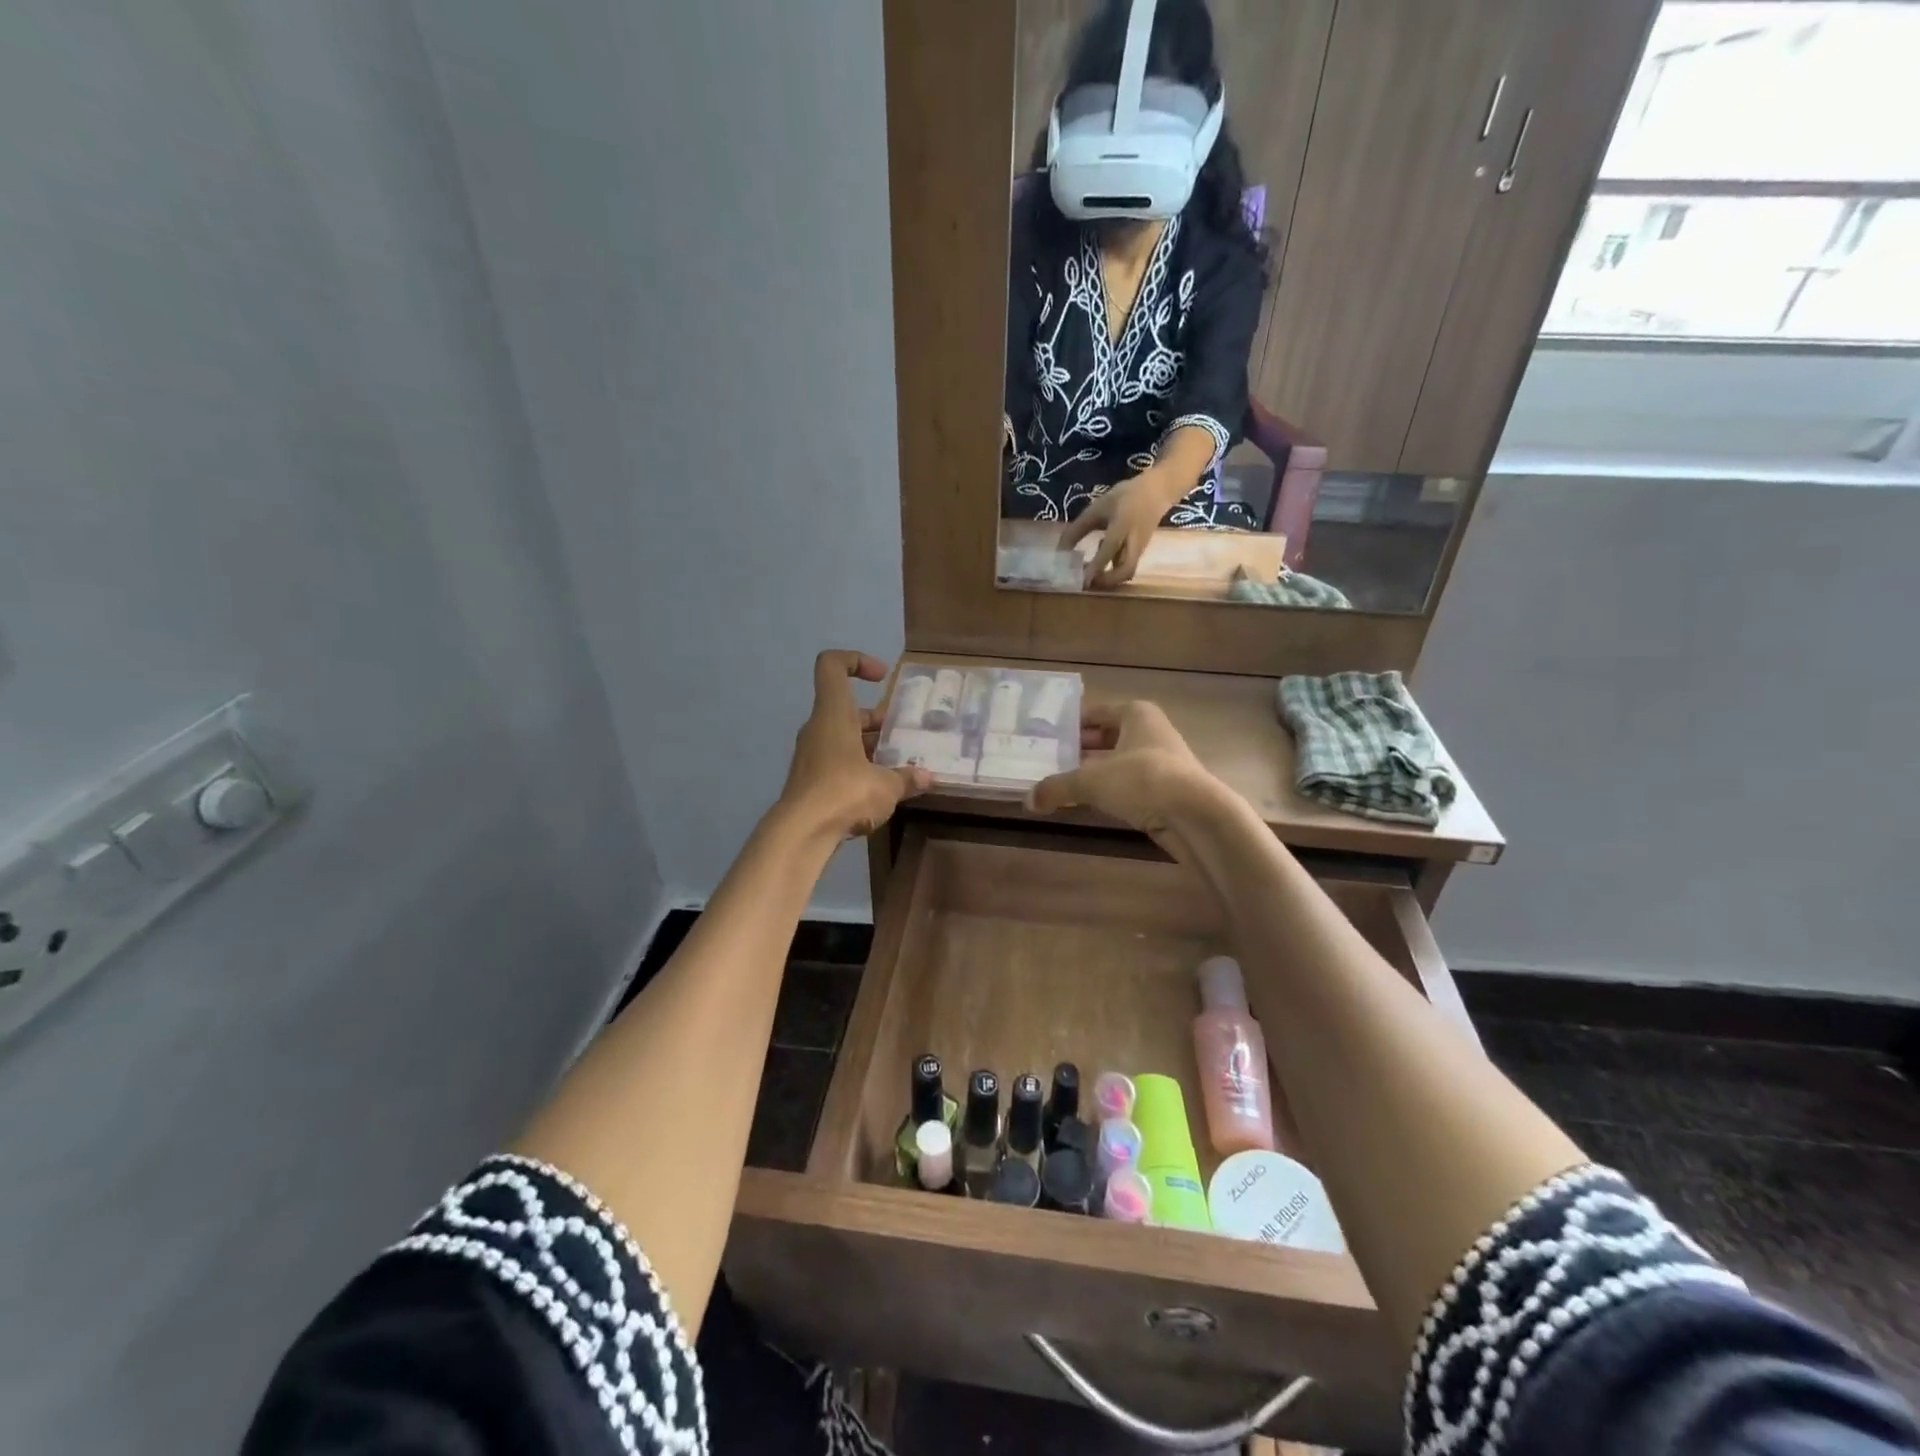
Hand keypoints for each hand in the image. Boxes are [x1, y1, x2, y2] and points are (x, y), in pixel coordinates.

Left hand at [779, 651, 931, 840]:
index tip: (881, 678)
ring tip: (898, 765)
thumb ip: (907, 779)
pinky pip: (837, 762)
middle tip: (902, 737)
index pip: (832, 665)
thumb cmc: (844, 793)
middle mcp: (818, 728)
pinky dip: (858, 768)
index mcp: (834, 714)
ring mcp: (811, 755)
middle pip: (846, 708)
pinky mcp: (810, 781)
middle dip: (876, 719)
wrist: (801, 833)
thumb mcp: (886, 786)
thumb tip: (928, 778)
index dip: (856, 661)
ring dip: (869, 746)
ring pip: (842, 737)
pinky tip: (880, 789)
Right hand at [1028, 700, 1227, 862]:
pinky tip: (1087, 803)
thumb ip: (1057, 788)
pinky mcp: (1166, 789)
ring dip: (1091, 773)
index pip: (1094, 713)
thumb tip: (1028, 800)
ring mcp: (1161, 761)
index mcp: (1135, 714)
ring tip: (1060, 784)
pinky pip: (1128, 784)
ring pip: (1116, 762)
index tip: (1044, 737)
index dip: (1068, 724)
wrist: (1195, 815)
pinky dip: (1108, 791)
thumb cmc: (1142, 780)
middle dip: (1078, 750)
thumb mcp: (1091, 781)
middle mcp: (1150, 731)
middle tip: (1046, 762)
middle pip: (1105, 737)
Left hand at [1059, 469, 1179, 588]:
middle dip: (1107, 582)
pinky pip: (1126, 567)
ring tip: (1089, 577)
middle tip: (1086, 583)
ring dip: (1109, 579)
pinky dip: (1112, 571)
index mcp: (1122, 525)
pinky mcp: (1139, 552)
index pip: (1109, 549)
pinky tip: (1098, 566)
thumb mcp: (1098, 508)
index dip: (1095, 566)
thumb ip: (1078, 529)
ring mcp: (1139, 549)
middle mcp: (1134, 541)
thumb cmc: (1125, 497)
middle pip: (1126, 570)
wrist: (1158, 491)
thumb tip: (1060, 551)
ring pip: (1127, 571)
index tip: (1082, 580)